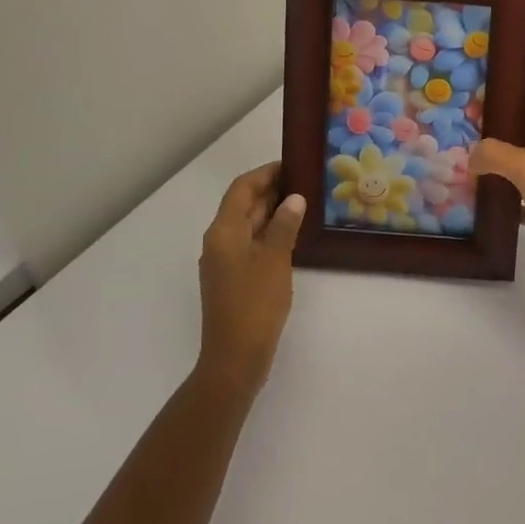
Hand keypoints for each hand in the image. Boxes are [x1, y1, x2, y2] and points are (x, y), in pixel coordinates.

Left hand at [197, 163, 304, 389]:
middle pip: (243, 205)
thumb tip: (294, 198)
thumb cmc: (254, 304)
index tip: (292, 164)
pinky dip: (270, 233)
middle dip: (271, 190)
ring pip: (249, 225)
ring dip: (273, 212)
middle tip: (305, 181)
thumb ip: (284, 225)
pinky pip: (252, 244)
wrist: (235, 360)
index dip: (265, 173)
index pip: (242, 188)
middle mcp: (219, 241)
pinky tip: (294, 235)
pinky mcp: (234, 279)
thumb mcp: (275, 259)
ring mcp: (225, 262)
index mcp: (223, 231)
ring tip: (305, 202)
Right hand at [472, 112, 524, 296]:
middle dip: (491, 142)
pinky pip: (520, 202)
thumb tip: (472, 154)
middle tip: (459, 145)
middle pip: (517, 143)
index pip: (523, 114)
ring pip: (517, 173)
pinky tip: (484, 208)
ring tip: (465, 174)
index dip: (499, 108)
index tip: (471, 107)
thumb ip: (495, 153)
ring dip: (494, 172)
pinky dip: (503, 203)